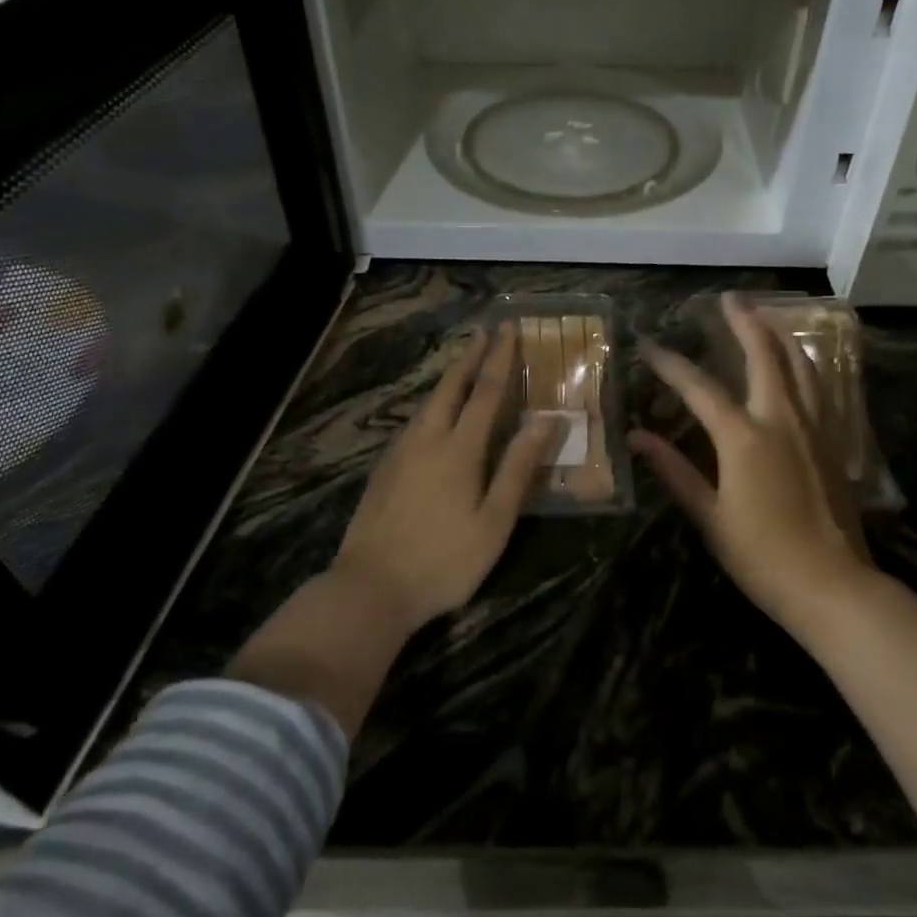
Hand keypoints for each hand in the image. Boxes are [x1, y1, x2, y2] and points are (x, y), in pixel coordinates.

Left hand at [332, 322, 557, 631]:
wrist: (370, 588)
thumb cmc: (443, 560)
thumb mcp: (493, 521)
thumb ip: (518, 468)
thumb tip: (547, 421)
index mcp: (459, 449)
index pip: (486, 392)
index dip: (500, 358)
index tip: (509, 329)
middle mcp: (427, 440)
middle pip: (450, 387)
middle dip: (470, 357)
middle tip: (484, 333)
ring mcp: (399, 454)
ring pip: (427, 403)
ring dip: (448, 379)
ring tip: (463, 367)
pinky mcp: (383, 470)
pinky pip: (413, 423)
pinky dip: (431, 405)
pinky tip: (433, 417)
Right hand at [632, 293, 875, 639]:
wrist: (833, 585)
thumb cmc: (762, 556)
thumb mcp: (710, 516)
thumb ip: (675, 470)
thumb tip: (638, 437)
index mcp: (744, 438)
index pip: (699, 388)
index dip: (671, 365)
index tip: (649, 345)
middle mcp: (782, 420)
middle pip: (764, 355)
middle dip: (744, 322)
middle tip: (729, 299)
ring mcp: (814, 428)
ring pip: (801, 365)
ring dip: (780, 335)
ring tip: (765, 316)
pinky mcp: (834, 442)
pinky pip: (821, 388)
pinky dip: (807, 365)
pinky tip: (802, 363)